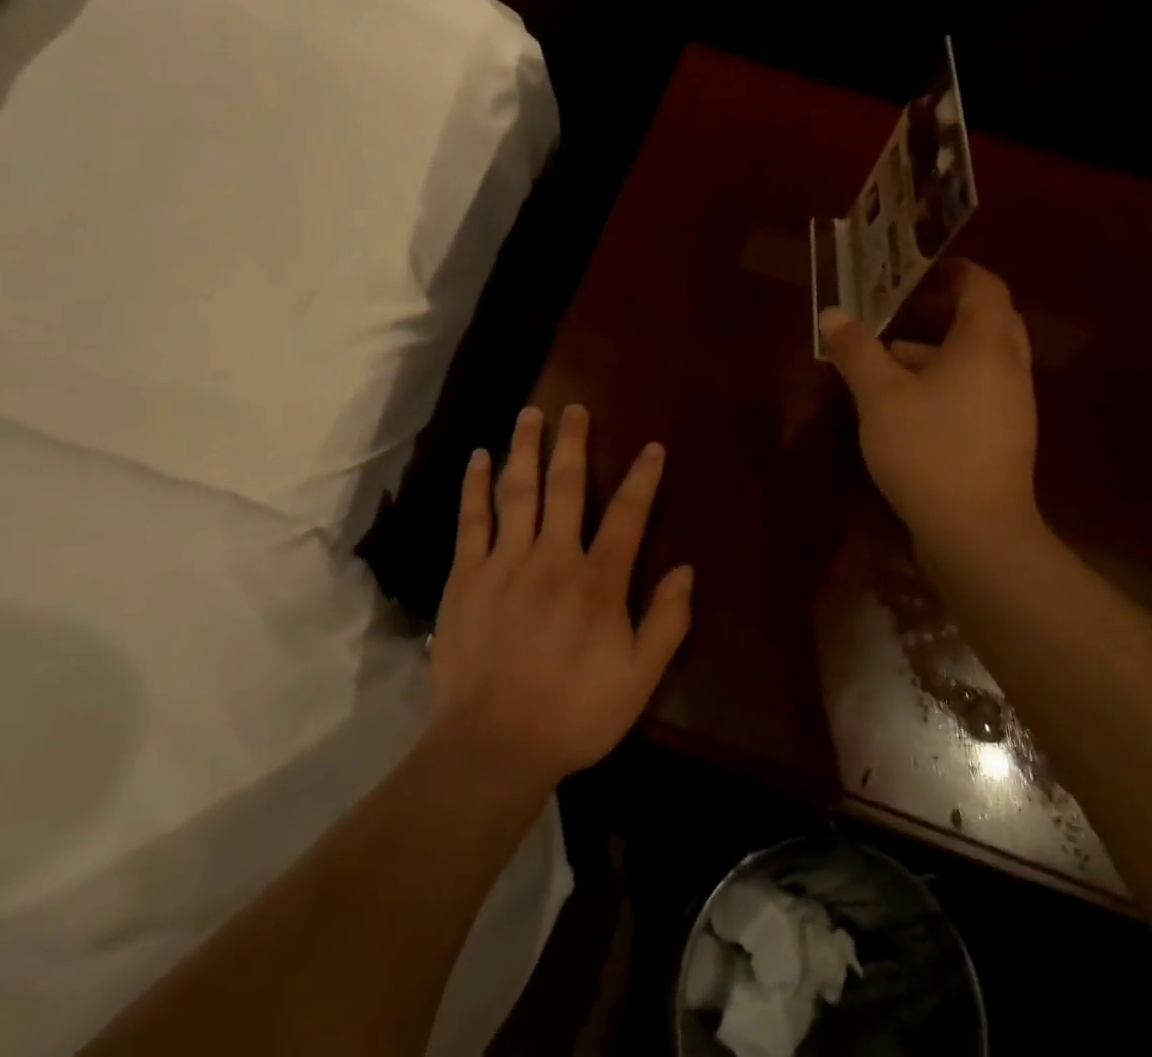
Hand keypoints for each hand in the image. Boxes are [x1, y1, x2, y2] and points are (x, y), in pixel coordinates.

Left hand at [429, 404, 693, 790]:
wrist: (492, 744)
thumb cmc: (574, 713)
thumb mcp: (639, 679)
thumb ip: (666, 622)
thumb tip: (685, 569)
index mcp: (598, 581)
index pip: (627, 515)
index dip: (642, 478)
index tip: (651, 448)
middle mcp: (552, 557)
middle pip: (566, 486)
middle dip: (573, 443)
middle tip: (575, 408)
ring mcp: (505, 562)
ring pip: (518, 491)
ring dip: (525, 448)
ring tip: (530, 414)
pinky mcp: (466, 576)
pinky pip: (472, 520)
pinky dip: (475, 486)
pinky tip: (478, 458)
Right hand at [821, 259, 1042, 562]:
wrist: (977, 534)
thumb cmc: (928, 449)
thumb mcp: (879, 395)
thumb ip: (856, 350)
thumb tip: (832, 314)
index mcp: (986, 346)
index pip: (985, 287)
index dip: (956, 270)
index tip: (920, 267)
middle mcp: (1009, 369)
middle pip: (989, 320)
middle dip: (949, 308)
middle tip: (907, 304)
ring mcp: (1010, 406)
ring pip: (980, 359)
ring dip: (940, 347)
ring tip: (889, 355)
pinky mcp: (1002, 438)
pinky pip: (976, 389)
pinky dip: (945, 380)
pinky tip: (905, 403)